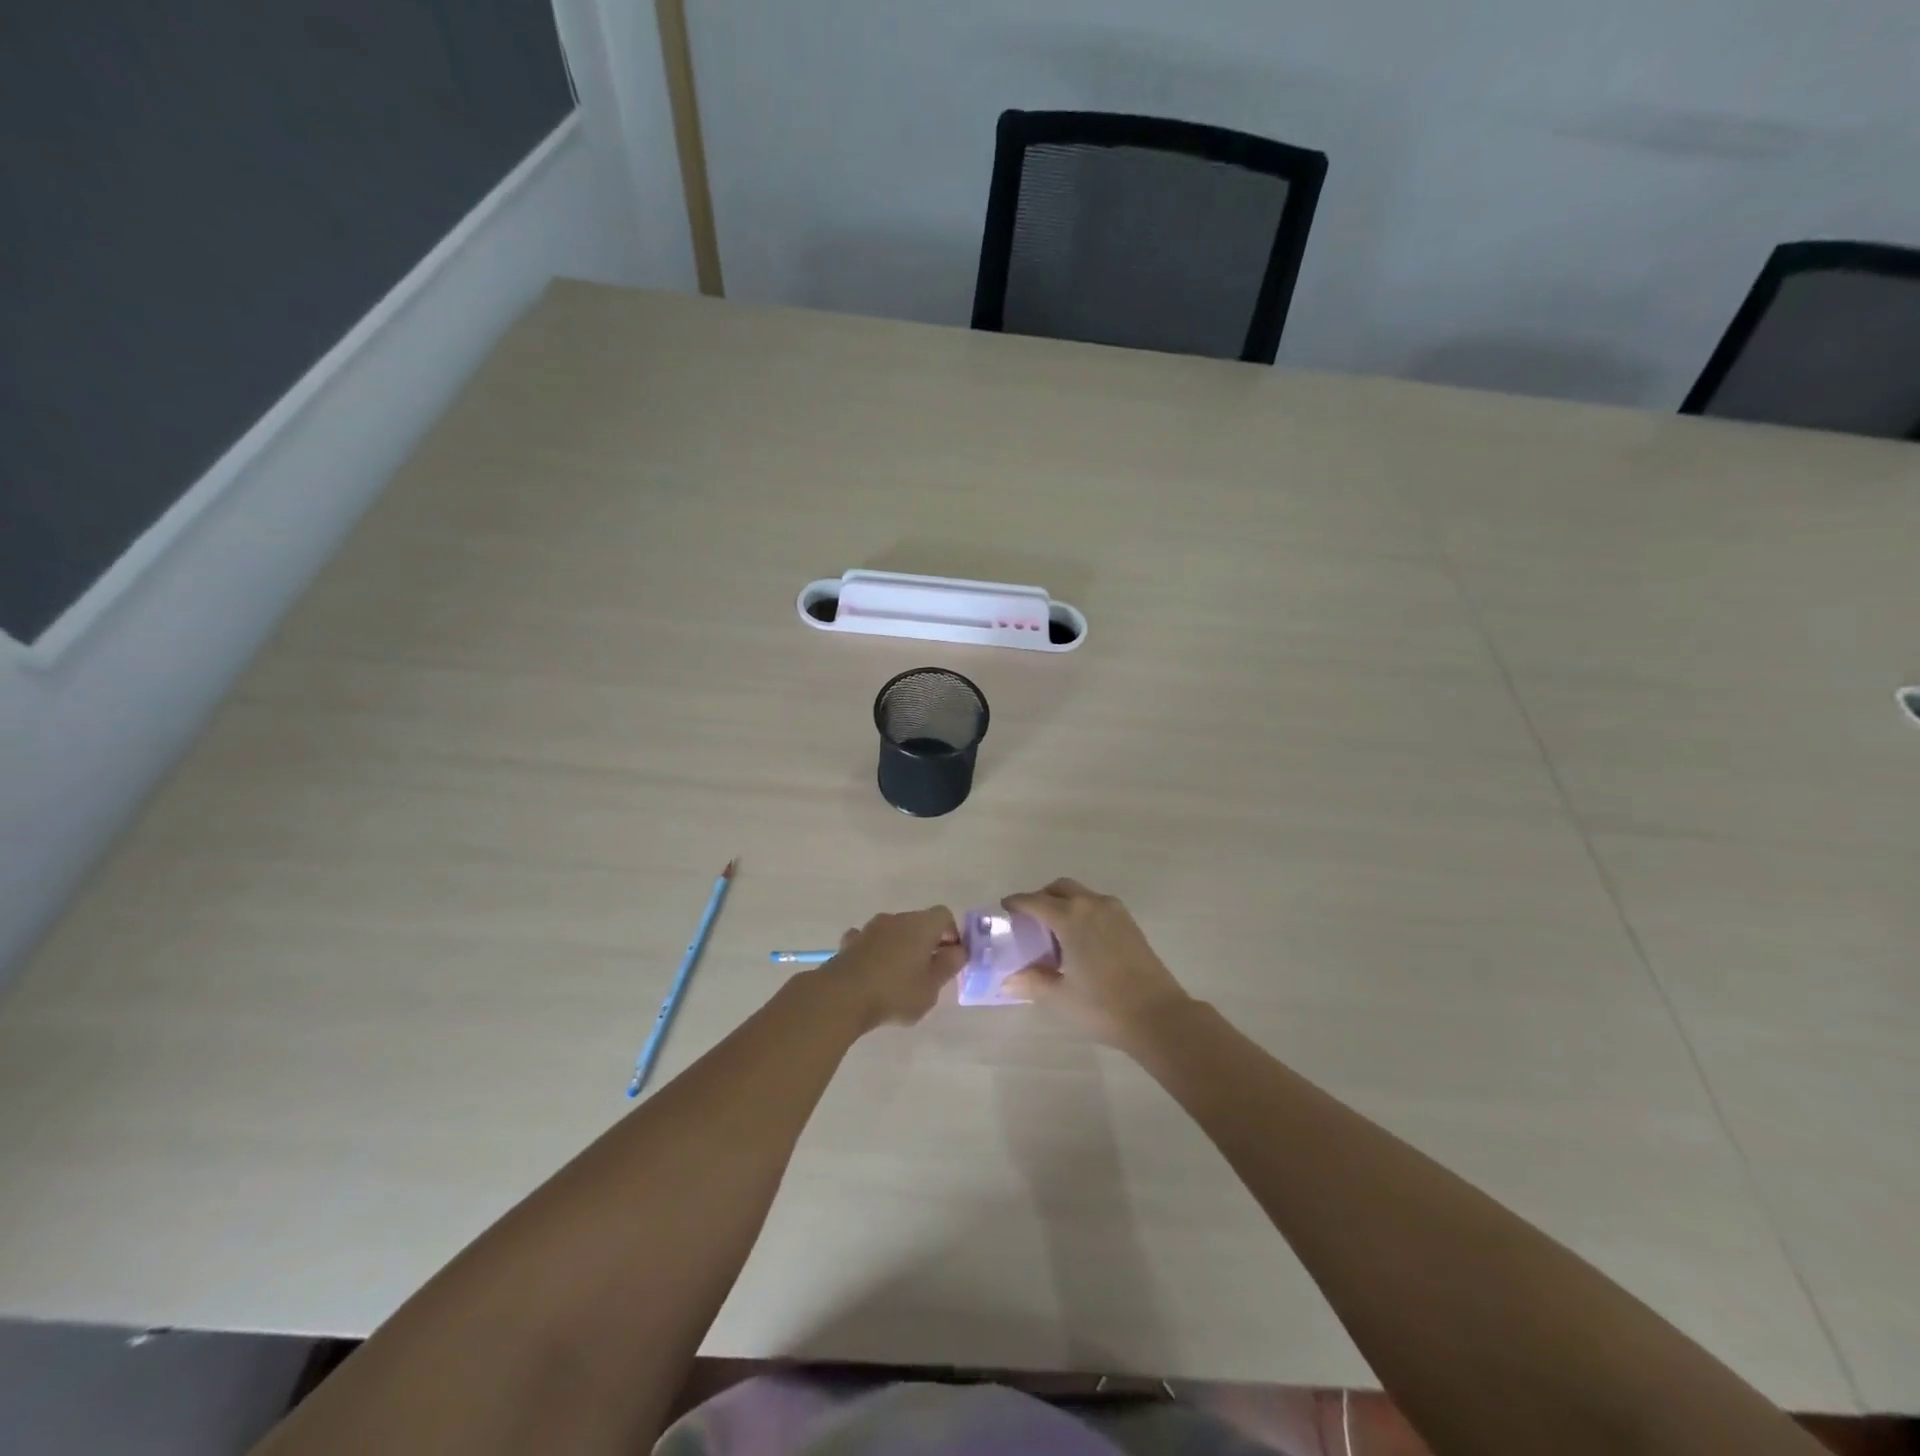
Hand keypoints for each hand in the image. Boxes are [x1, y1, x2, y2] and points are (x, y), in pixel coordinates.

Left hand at [818, 907, 964, 1030]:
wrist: (841, 997)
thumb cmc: (895, 992)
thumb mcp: (932, 986)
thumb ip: (949, 966)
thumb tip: (958, 950)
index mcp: (921, 924)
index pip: (944, 915)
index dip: (951, 934)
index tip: (950, 959)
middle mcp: (896, 919)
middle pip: (918, 923)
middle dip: (926, 943)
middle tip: (927, 973)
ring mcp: (870, 928)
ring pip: (893, 932)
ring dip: (900, 947)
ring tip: (898, 977)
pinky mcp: (849, 942)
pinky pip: (870, 942)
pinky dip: (875, 952)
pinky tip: (873, 973)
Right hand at [1001, 879, 1191, 1048]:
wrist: (1158, 1015)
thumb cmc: (1102, 1006)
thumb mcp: (1059, 998)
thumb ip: (1031, 982)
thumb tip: (1008, 979)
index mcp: (1070, 917)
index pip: (1035, 901)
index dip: (1017, 903)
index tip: (1005, 908)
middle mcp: (1092, 905)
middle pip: (1061, 888)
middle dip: (1042, 897)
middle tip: (1030, 919)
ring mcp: (1116, 912)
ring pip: (1082, 895)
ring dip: (1065, 903)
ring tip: (1055, 932)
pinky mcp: (1131, 924)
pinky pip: (1098, 906)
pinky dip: (1083, 912)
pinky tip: (1081, 941)